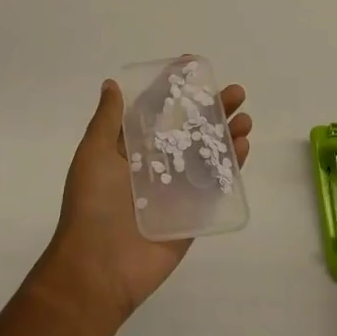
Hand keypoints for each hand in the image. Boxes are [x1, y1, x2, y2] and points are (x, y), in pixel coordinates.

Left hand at [37, 73, 251, 334]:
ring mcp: (176, 190)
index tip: (195, 66)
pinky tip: (243, 148)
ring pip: (207, 155)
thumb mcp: (93, 153)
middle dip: (212, 108)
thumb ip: (108, 120)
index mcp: (130, 149)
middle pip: (189, 129)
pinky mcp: (193, 214)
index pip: (157, 111)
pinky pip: (215, 187)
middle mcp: (156, 165)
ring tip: (244, 119)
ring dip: (227, 134)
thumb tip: (112, 84)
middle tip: (234, 92)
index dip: (175, 89)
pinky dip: (232, 167)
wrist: (98, 268)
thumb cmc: (92, 205)